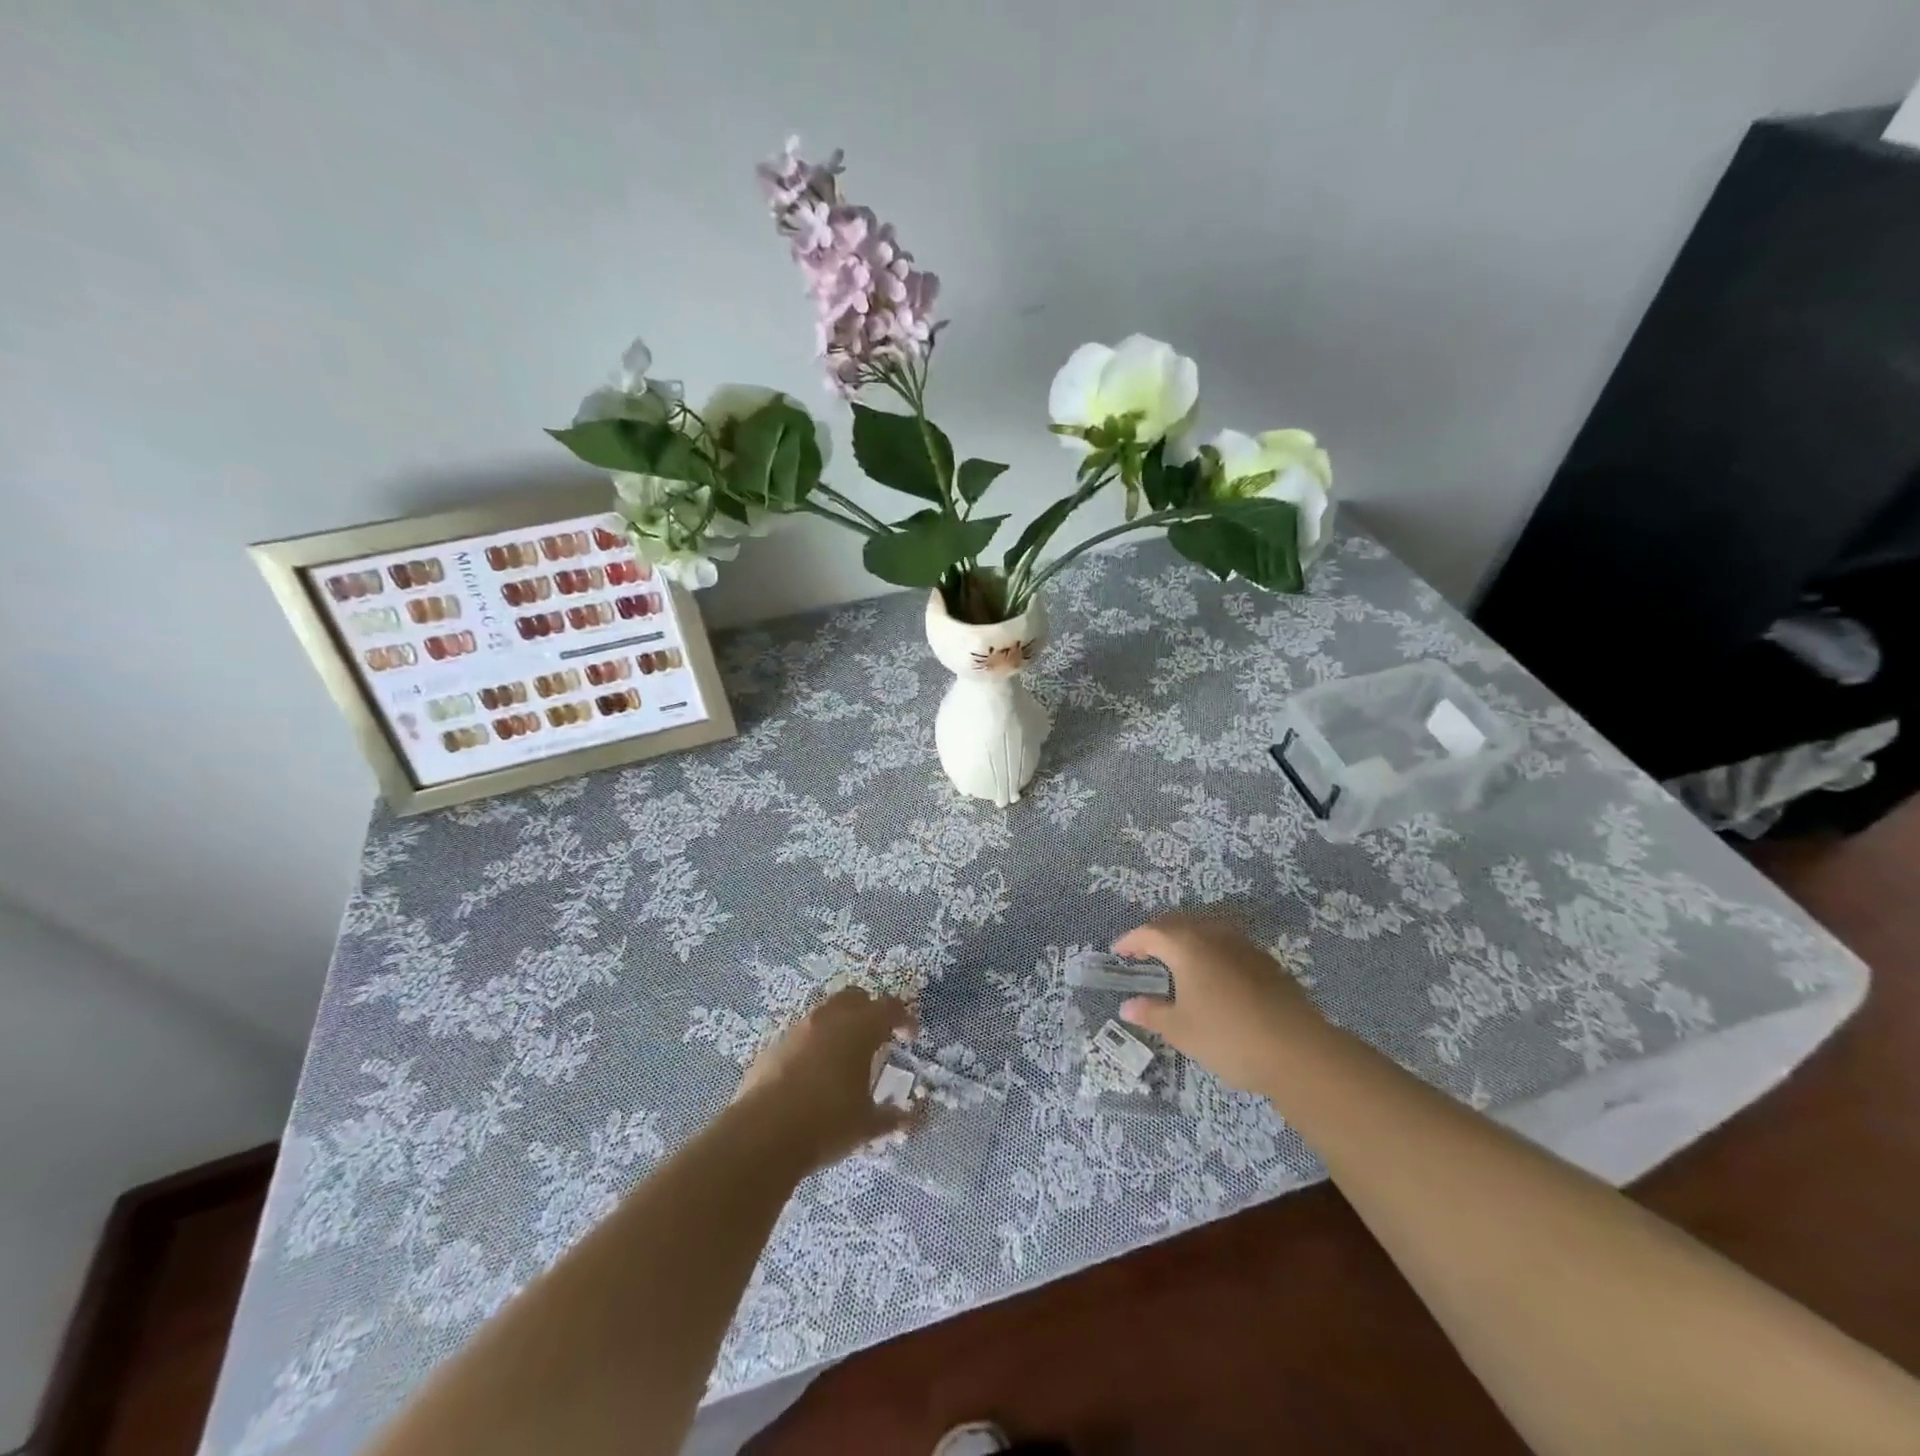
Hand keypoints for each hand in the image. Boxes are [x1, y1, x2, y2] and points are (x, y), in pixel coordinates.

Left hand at [735, 987, 919, 1170]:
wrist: (762, 1134)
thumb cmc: (826, 1122)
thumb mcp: (866, 1125)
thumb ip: (893, 1118)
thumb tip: (916, 1119)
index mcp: (859, 1029)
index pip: (890, 1008)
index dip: (904, 1018)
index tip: (910, 1036)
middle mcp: (829, 1019)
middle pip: (855, 997)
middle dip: (870, 1011)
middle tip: (878, 1038)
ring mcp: (798, 1029)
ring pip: (825, 1013)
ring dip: (840, 1025)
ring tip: (845, 1056)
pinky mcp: (773, 1046)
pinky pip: (802, 1034)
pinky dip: (814, 1044)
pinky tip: (814, 1073)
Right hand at [1114, 913, 1319, 1093]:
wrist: (1298, 1050)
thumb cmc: (1228, 1037)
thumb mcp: (1181, 1030)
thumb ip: (1152, 1014)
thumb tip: (1127, 1006)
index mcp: (1186, 945)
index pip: (1150, 933)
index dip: (1131, 941)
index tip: (1118, 953)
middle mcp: (1213, 934)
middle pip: (1178, 923)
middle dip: (1157, 934)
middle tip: (1143, 952)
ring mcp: (1243, 945)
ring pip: (1206, 928)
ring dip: (1186, 938)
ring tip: (1176, 959)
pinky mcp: (1266, 960)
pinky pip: (1227, 943)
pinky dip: (1210, 949)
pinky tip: (1213, 973)